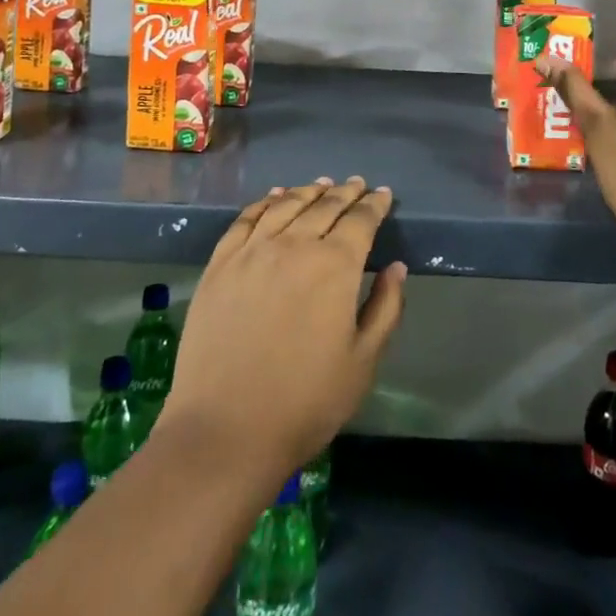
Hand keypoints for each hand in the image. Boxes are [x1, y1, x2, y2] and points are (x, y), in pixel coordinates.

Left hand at [160, 177, 406, 488]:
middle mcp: (294, 246)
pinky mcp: (220, 265)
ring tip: (321, 185)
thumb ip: (385, 307)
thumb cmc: (306, 402)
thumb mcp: (363, 362)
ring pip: (285, 207)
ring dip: (307, 192)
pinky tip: (273, 198)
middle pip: (324, 207)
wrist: (225, 430)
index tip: (382, 195)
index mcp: (334, 267)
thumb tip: (396, 266)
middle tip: (356, 185)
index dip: (374, 205)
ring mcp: (252, 252)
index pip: (360, 221)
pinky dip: (264, 203)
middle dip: (345, 193)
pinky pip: (245, 220)